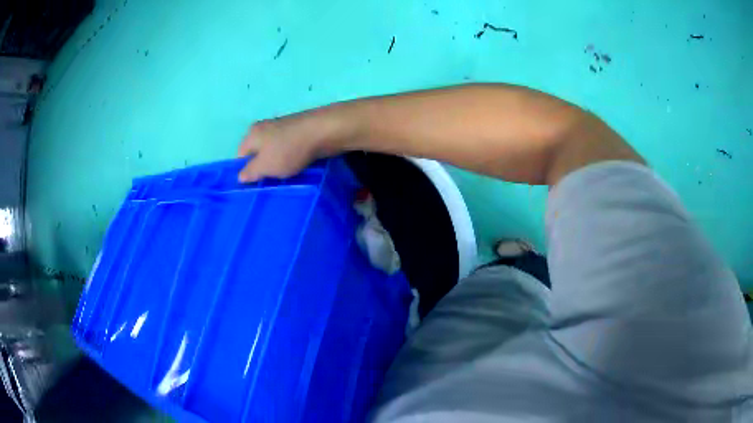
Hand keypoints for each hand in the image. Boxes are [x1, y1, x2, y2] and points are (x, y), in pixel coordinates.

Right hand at [237, 108, 352, 182]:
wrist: (323, 131)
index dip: (246, 171)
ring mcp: (283, 128)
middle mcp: (265, 127)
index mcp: (252, 133)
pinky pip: (290, 149)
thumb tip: (240, 177)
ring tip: (286, 178)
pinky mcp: (299, 131)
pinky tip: (298, 167)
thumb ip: (250, 172)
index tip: (256, 184)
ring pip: (275, 152)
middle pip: (258, 153)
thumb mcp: (264, 166)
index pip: (241, 155)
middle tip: (270, 183)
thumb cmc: (288, 150)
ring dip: (279, 164)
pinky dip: (292, 158)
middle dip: (263, 168)